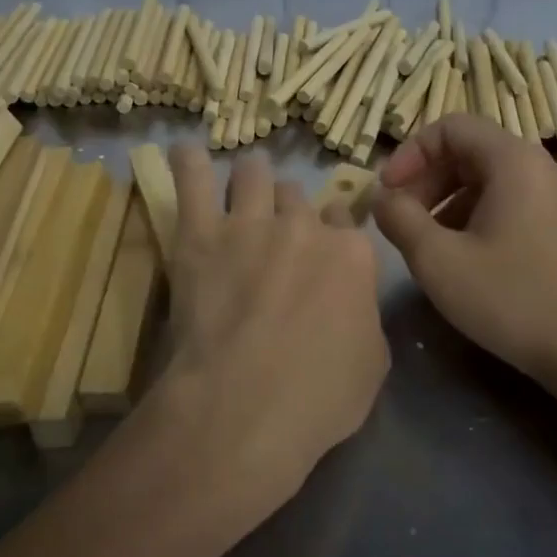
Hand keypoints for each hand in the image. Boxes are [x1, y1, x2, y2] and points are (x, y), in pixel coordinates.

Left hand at [141, 146, 389, 526]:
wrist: (245, 405)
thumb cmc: (318, 399)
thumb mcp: (372, 365)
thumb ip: (363, 317)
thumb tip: (351, 304)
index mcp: (352, 255)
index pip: (345, 221)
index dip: (331, 231)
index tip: (321, 245)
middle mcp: (304, 227)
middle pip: (298, 197)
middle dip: (291, 208)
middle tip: (278, 228)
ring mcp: (251, 224)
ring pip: (254, 174)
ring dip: (252, 174)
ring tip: (245, 177)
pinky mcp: (201, 234)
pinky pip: (193, 181)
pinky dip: (188, 162)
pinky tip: (184, 151)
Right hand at [373, 113, 556, 385]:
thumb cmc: (509, 296)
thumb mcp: (437, 258)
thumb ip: (399, 218)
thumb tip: (381, 199)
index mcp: (512, 161)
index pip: (450, 127)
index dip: (410, 153)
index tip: (387, 191)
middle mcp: (537, 168)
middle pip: (466, 151)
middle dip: (424, 180)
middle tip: (399, 218)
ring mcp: (551, 198)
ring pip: (483, 180)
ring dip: (443, 202)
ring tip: (423, 242)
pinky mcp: (556, 227)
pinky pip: (503, 203)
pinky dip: (470, 217)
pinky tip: (457, 257)